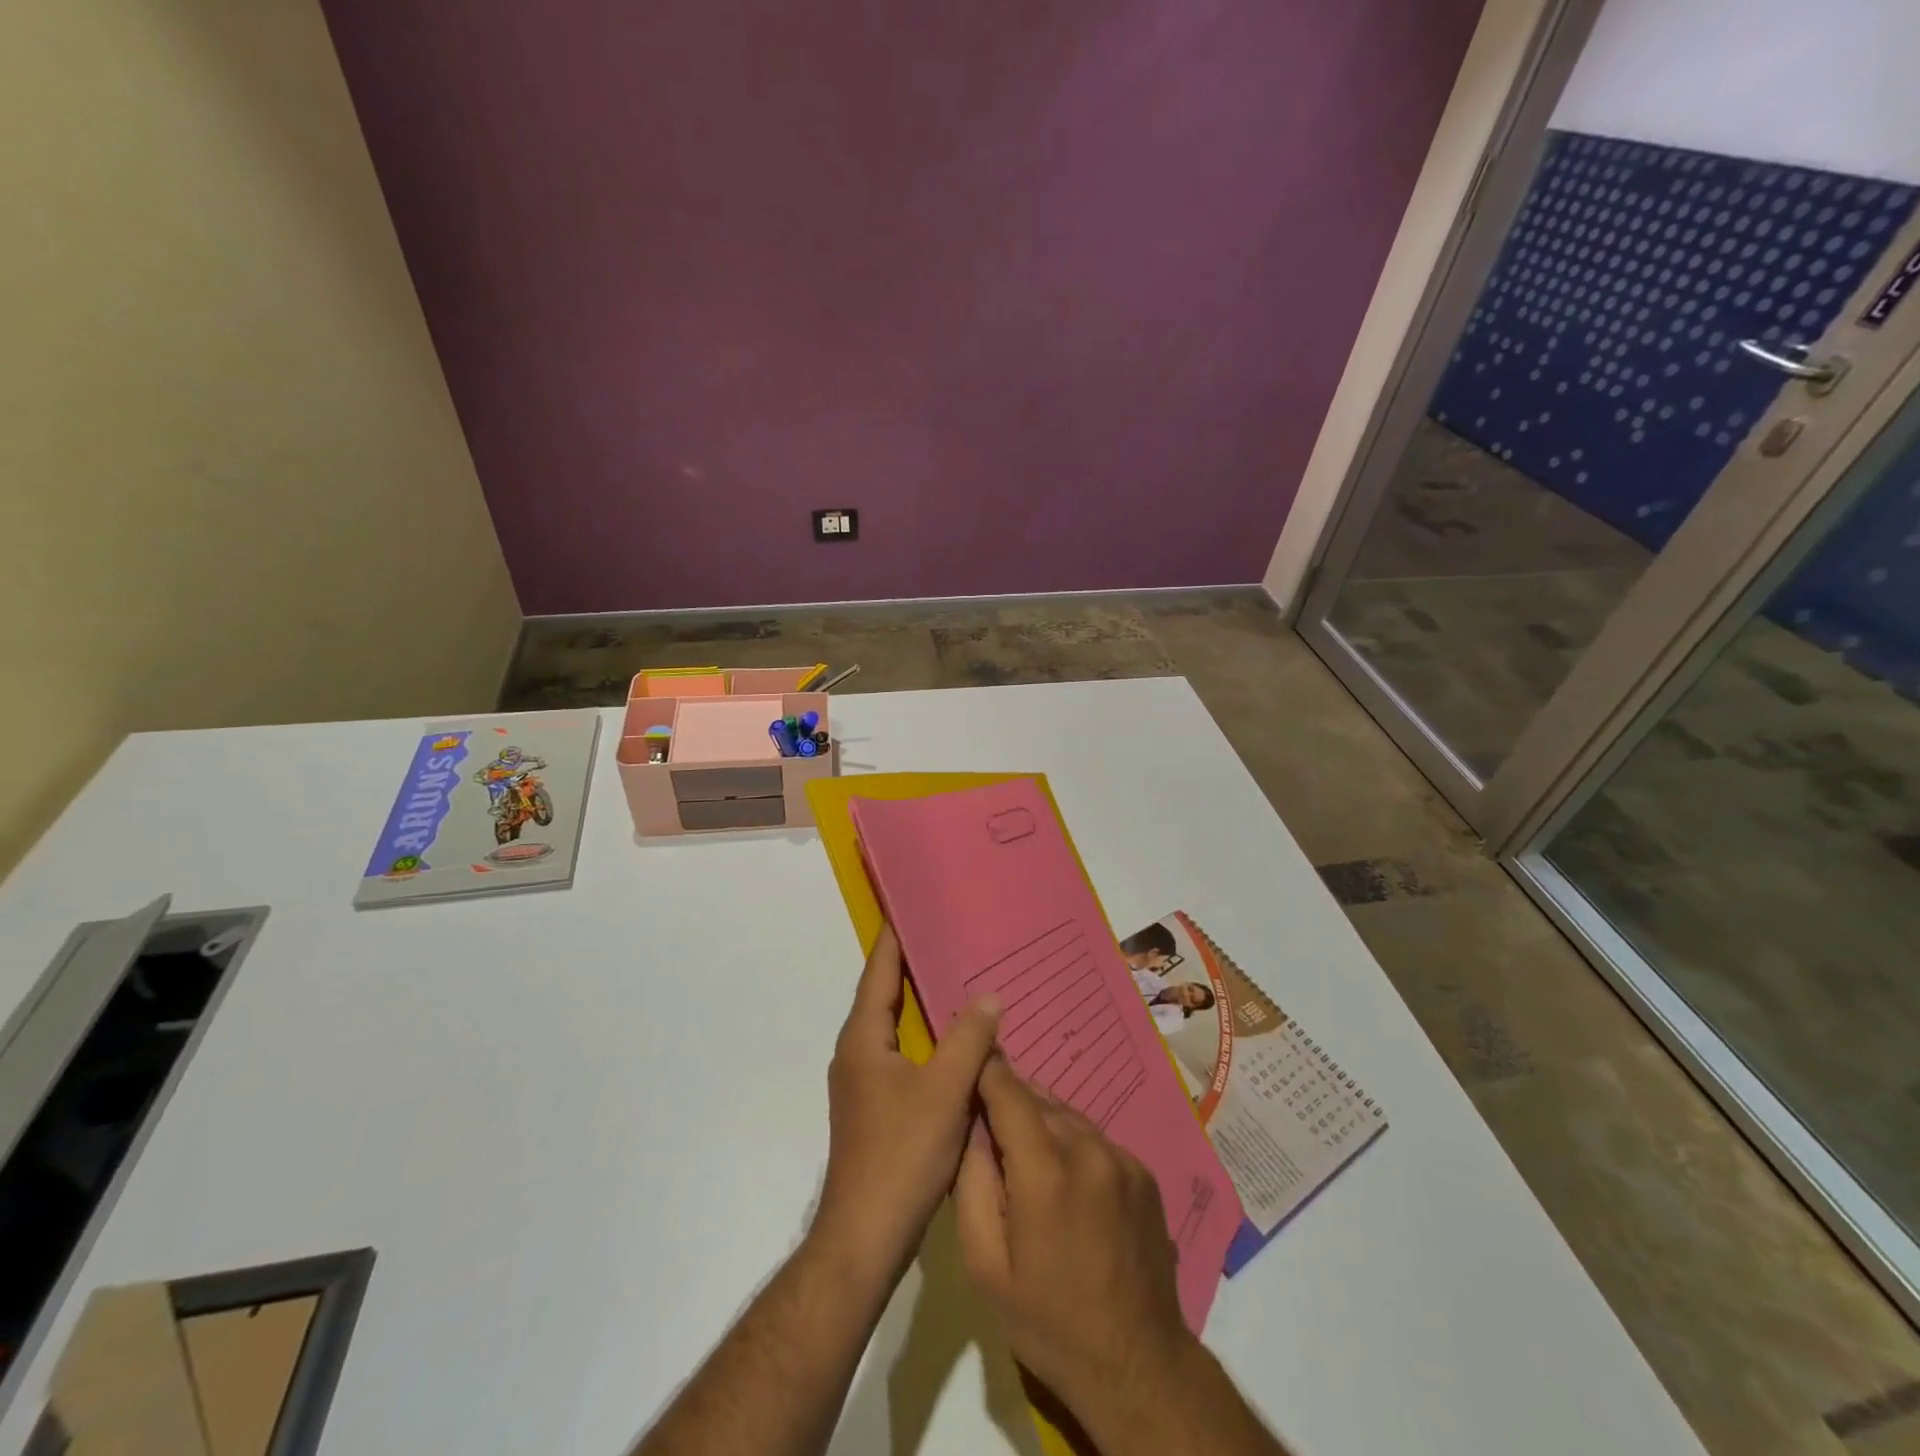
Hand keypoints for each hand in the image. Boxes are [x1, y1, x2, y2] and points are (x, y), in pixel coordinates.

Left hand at [812, 924, 1001, 1288]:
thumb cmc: (901, 1155)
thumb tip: (989, 995)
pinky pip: (903, 1057)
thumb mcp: (944, 1092)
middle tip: (953, 939)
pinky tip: (958, 1045)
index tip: (913, 905)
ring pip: (896, 1029)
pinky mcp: (876, 1108)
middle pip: (885, 995)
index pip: (879, 971)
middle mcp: (857, 1052)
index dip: (895, 937)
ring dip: (922, 1005)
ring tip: (962, 982)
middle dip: (915, 966)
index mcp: (863, 1038)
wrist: (865, 1238)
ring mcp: (863, 1083)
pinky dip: (927, 1040)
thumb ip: (968, 1040)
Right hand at [954, 1060, 1198, 1422]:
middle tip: (986, 1123)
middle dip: (1008, 1102)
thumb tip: (971, 1124)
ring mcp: (1121, 1156)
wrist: (1137, 1364)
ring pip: (1065, 1114)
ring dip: (1040, 1121)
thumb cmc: (1047, 1320)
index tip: (965, 1065)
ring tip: (1023, 1155)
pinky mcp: (1142, 1170)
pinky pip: (1093, 1137)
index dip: (983, 1070)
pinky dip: (1070, 1142)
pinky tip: (1064, 1180)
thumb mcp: (984, 1263)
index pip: (1007, 1088)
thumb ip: (970, 1181)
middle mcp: (1087, 1147)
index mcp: (1045, 1169)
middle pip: (1036, 1098)